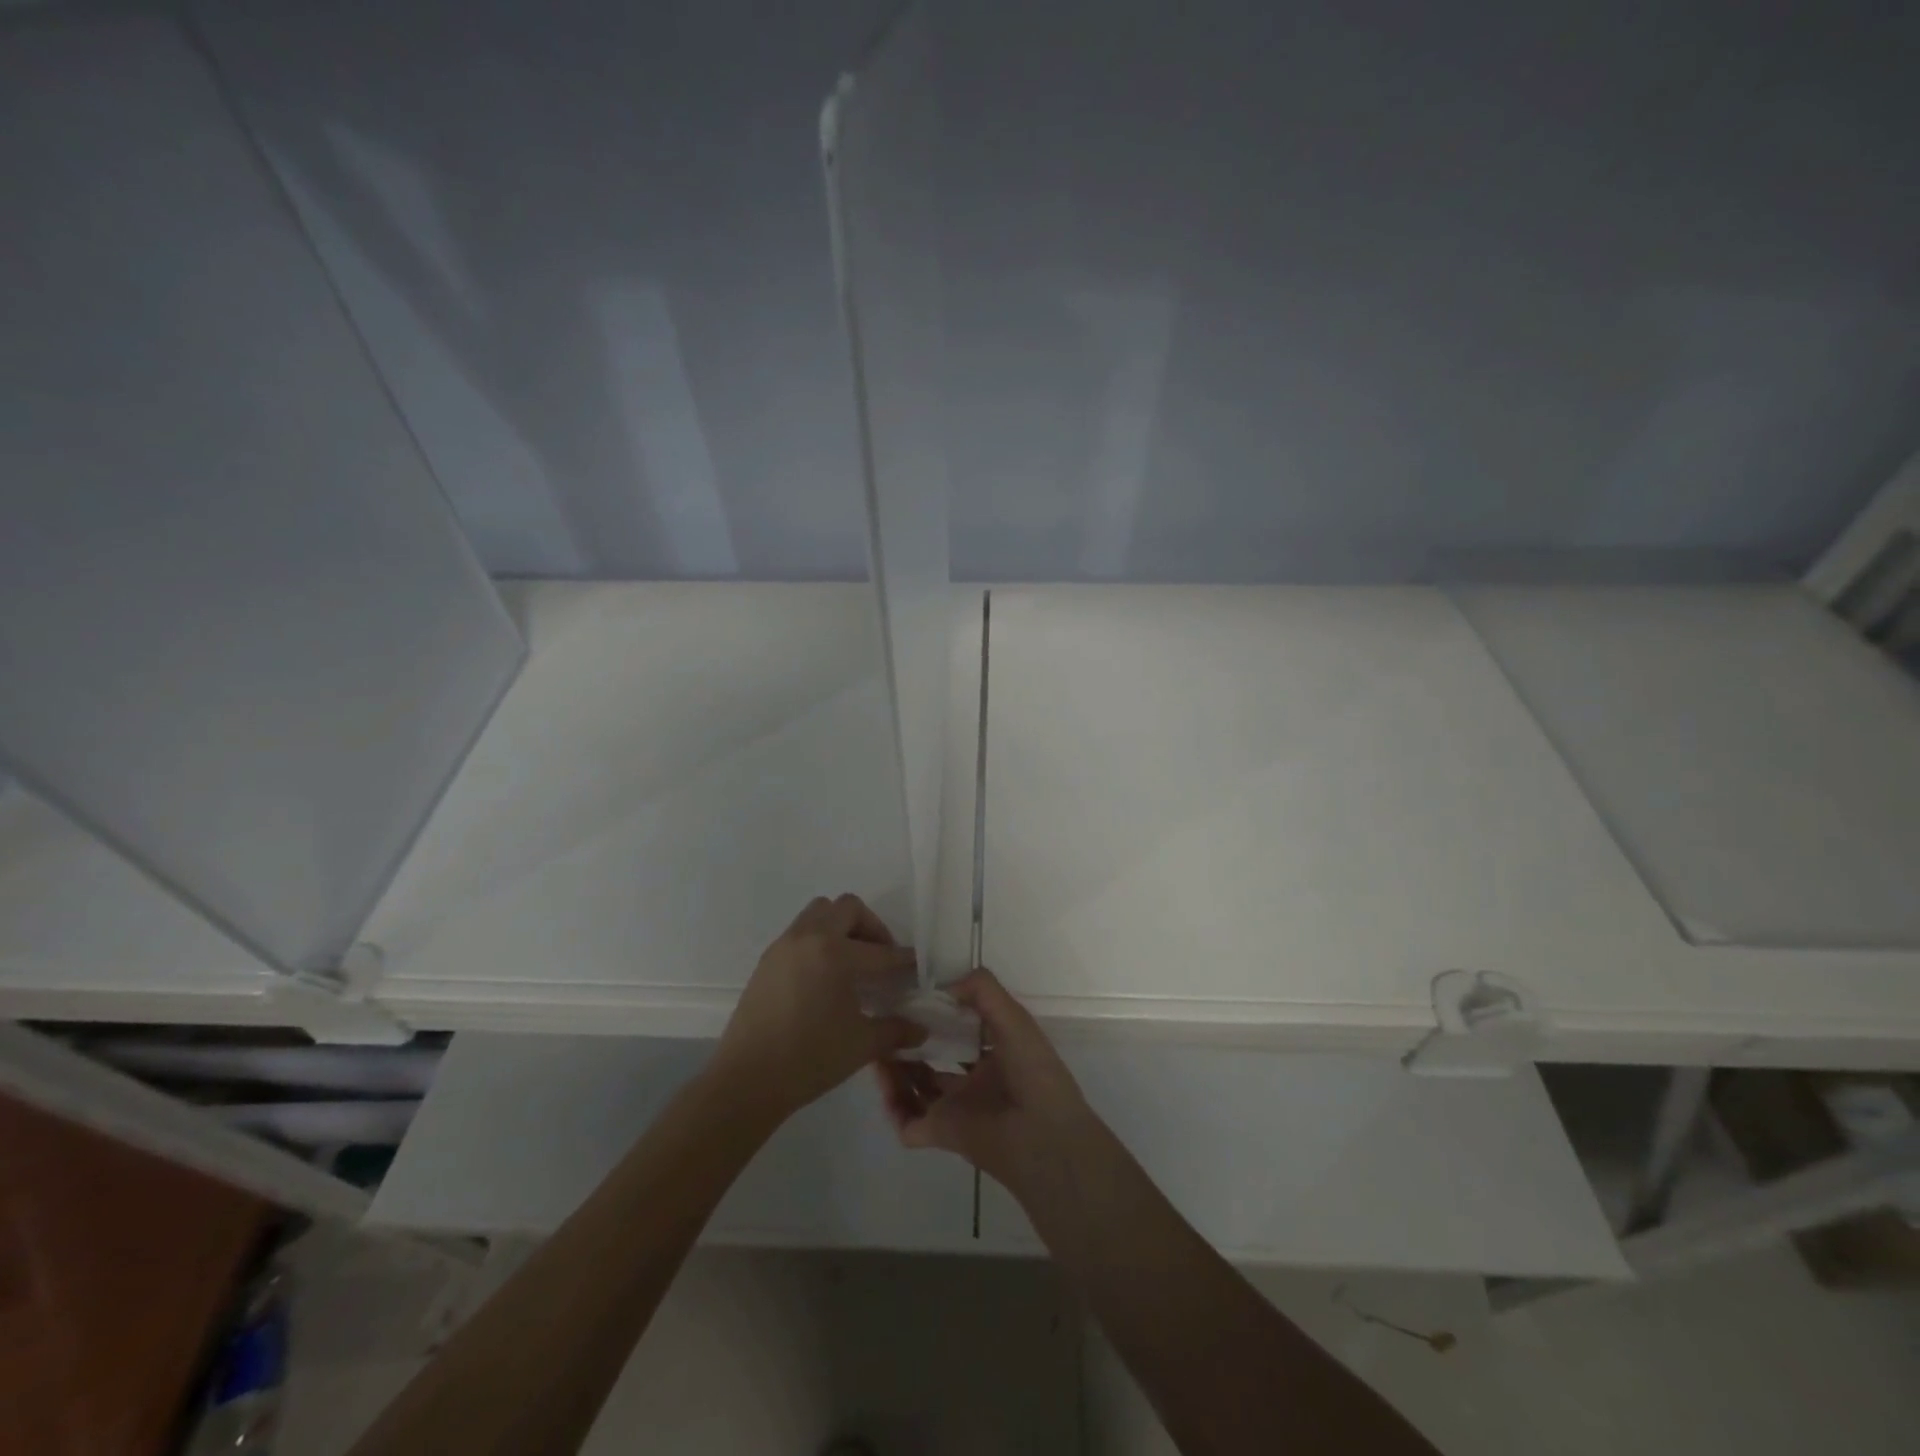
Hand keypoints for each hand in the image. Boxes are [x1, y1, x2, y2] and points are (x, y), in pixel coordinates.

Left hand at [711, 894, 924, 1122]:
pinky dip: (818, 941)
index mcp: (835, 953)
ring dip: (841, 927)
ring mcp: (784, 946)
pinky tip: (824, 977)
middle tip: (880, 956)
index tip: (917, 966)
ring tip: (852, 961)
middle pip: (847, 908)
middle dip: (871, 927)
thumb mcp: (862, 1045)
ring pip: (818, 913)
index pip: (880, 951)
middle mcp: (809, 938)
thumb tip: (921, 1029)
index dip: (903, 960)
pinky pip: (799, 933)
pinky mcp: (767, 961)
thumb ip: (896, 1030)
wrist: (747, 1080)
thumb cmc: (810, 1059)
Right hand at [876, 969, 1093, 1194]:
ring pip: (916, 1088)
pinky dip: (893, 1107)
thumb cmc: (1033, 1071)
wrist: (1043, 1136)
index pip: (961, 1031)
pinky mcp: (942, 1133)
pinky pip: (908, 1124)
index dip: (938, 1015)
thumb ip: (983, 990)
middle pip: (933, 1059)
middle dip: (910, 1043)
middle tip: (885, 1024)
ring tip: (876, 1048)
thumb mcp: (1014, 1018)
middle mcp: (974, 1081)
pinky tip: (884, 1081)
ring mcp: (957, 1108)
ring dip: (896, 1071)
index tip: (913, 998)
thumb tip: (943, 986)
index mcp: (995, 1054)